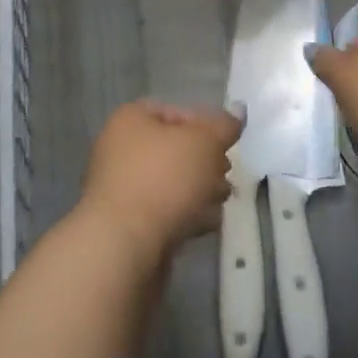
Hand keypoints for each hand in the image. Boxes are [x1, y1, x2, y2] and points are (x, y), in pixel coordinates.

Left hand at [78, 101, 243, 271]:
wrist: (125, 246)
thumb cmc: (164, 179)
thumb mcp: (204, 143)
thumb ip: (223, 127)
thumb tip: (238, 111)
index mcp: (130, 120)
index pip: (173, 112)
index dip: (204, 125)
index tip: (225, 146)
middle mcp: (119, 149)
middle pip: (173, 149)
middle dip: (205, 163)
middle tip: (226, 176)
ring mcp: (121, 188)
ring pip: (171, 182)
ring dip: (200, 191)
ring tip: (220, 203)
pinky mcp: (127, 224)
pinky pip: (163, 211)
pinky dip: (185, 215)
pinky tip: (205, 226)